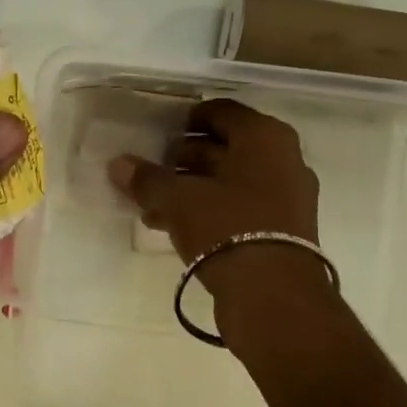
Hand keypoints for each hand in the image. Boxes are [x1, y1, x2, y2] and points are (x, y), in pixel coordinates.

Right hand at [108, 97, 326, 320]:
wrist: (274, 295)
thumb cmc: (226, 227)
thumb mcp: (178, 199)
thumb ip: (147, 178)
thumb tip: (118, 164)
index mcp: (264, 137)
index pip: (220, 111)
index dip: (186, 119)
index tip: (158, 134)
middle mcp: (283, 159)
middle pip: (225, 147)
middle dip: (184, 158)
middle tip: (151, 172)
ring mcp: (287, 196)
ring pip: (229, 181)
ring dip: (192, 189)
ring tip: (153, 206)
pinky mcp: (283, 230)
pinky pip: (239, 207)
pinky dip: (209, 210)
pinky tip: (174, 227)